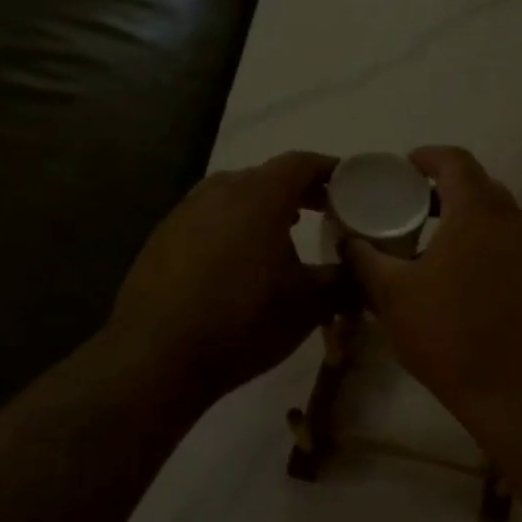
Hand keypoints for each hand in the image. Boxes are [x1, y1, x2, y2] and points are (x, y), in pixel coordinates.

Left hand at [105, 151, 340, 402]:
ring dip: (266, 208)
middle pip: (268, 176)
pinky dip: (235, 227)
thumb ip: (345, 277)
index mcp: (259, 195)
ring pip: (235, 196)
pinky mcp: (162, 239)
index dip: (332, 170)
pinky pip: (210, 218)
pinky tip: (241, 261)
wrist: (156, 359)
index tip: (354, 186)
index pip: (302, 163)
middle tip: (328, 211)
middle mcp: (218, 191)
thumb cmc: (243, 321)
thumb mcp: (310, 303)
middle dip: (302, 190)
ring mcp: (184, 213)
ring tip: (287, 234)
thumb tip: (365, 267)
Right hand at [344, 147, 521, 429]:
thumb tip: (348, 240)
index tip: (401, 169)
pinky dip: (483, 245)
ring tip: (430, 243)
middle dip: (442, 189)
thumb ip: (365, 260)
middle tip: (409, 207)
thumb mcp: (393, 296)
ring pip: (496, 217)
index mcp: (478, 210)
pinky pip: (509, 245)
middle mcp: (513, 220)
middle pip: (478, 186)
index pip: (454, 160)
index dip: (425, 157)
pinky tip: (461, 279)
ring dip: (464, 219)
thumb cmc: (453, 334)